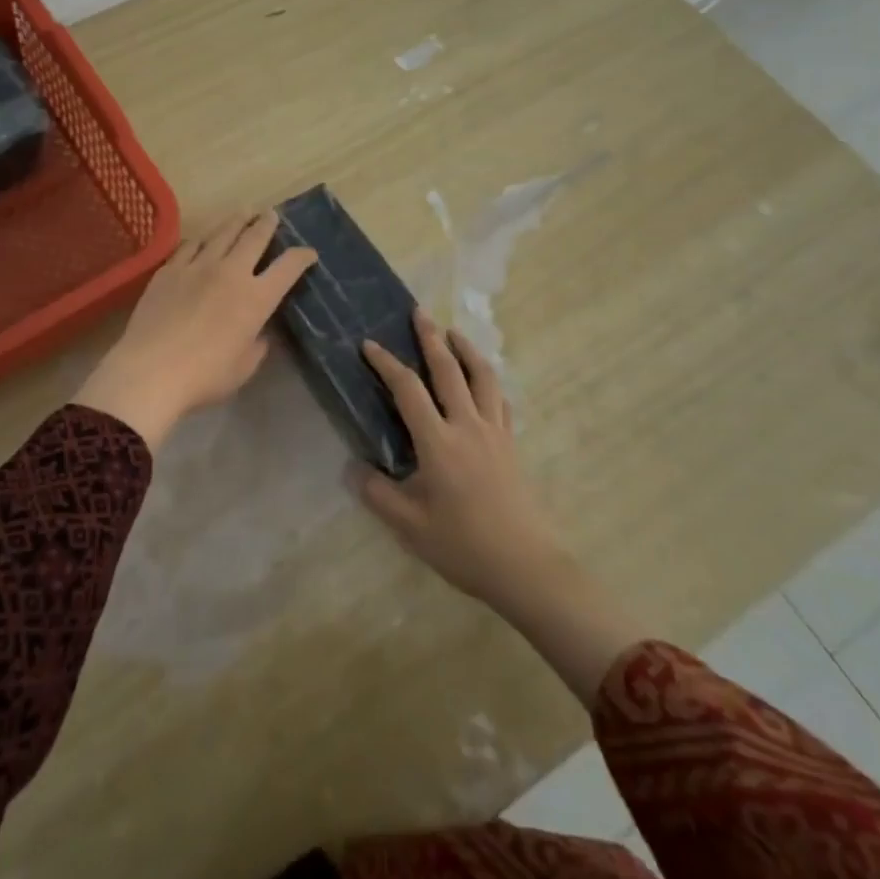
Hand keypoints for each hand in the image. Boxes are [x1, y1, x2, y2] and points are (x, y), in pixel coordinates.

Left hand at [73, 210, 315, 452]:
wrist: (151, 370)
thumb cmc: (204, 376)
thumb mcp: (243, 368)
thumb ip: (256, 345)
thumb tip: (258, 333)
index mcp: (256, 298)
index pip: (288, 267)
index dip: (302, 256)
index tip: (309, 253)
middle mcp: (231, 272)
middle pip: (254, 237)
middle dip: (267, 223)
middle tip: (272, 214)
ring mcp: (197, 266)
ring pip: (222, 233)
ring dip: (236, 220)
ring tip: (243, 211)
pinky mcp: (169, 270)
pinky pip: (189, 245)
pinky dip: (201, 239)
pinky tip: (202, 238)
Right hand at [356, 311, 565, 606]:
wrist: (525, 566)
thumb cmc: (463, 546)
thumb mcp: (410, 526)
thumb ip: (378, 493)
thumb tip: (354, 468)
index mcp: (438, 442)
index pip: (408, 390)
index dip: (387, 363)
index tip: (369, 345)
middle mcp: (467, 426)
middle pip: (448, 370)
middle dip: (431, 338)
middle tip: (419, 312)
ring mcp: (495, 432)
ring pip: (482, 376)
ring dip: (466, 349)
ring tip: (453, 332)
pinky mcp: (511, 444)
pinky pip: (500, 399)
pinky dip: (488, 379)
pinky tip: (483, 379)